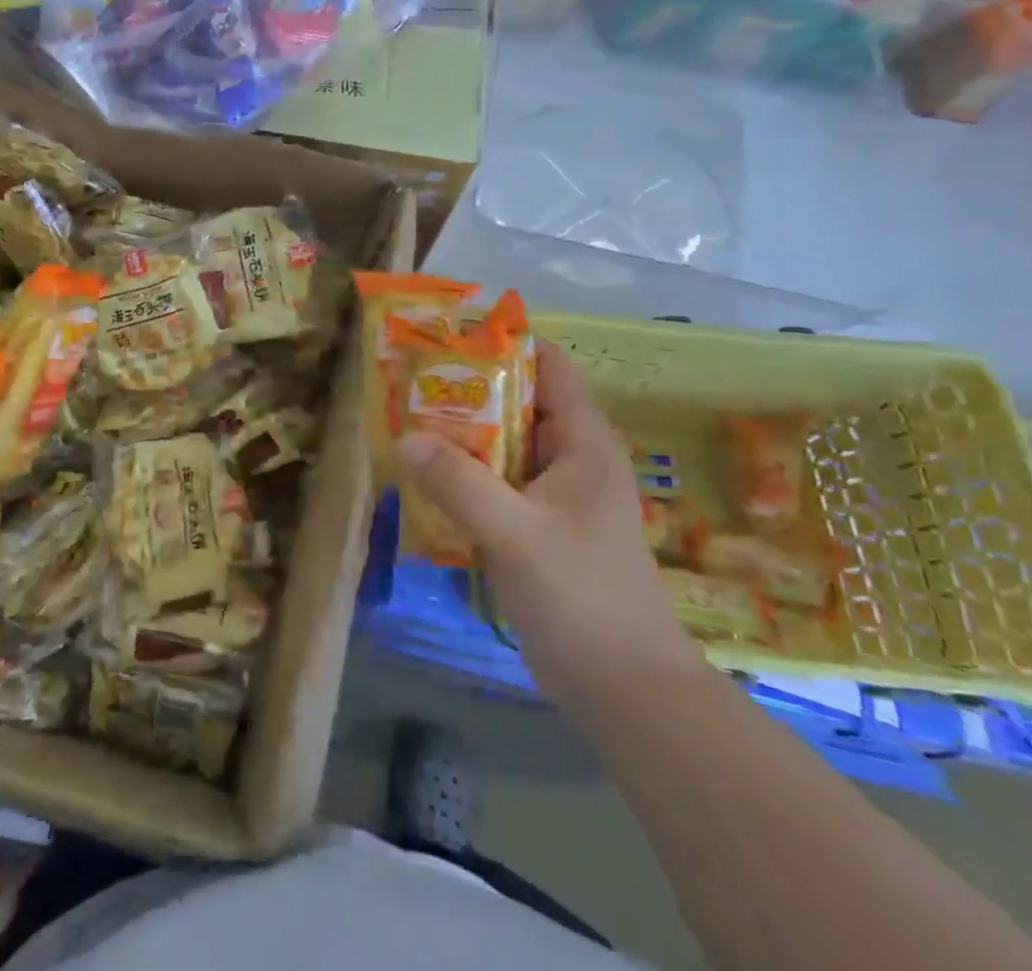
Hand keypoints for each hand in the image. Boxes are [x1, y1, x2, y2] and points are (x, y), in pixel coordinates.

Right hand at [400, 343, 702, 705]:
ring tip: (406, 422)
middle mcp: (573, 459)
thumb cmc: (582, 599)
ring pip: (504, 445)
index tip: (445, 339)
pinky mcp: (541, 529)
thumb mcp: (514, 534)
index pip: (548, 366)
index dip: (502, 344)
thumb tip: (404, 437)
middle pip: (518, 402)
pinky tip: (426, 480)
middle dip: (467, 390)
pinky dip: (467, 475)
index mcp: (584, 443)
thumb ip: (458, 483)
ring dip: (462, 435)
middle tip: (409, 382)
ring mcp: (558, 496)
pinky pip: (499, 484)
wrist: (627, 693)